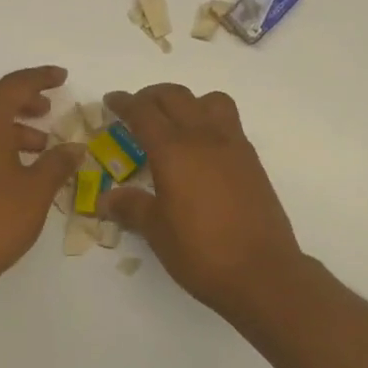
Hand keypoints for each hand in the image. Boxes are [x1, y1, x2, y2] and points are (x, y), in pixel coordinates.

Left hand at [0, 66, 83, 293]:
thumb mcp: (37, 190)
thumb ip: (58, 163)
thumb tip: (74, 148)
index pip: (14, 85)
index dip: (40, 78)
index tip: (62, 77)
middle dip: (20, 96)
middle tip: (47, 110)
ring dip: (8, 121)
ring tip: (40, 145)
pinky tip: (16, 165)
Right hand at [101, 84, 306, 320]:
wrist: (262, 271)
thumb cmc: (201, 252)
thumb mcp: (157, 231)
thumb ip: (131, 207)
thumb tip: (106, 198)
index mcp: (174, 150)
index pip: (144, 112)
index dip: (124, 103)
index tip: (111, 101)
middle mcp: (204, 137)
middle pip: (176, 97)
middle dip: (152, 96)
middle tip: (136, 109)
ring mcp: (233, 146)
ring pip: (209, 101)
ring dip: (188, 102)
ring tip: (175, 123)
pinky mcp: (252, 161)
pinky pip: (229, 123)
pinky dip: (210, 120)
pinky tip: (202, 149)